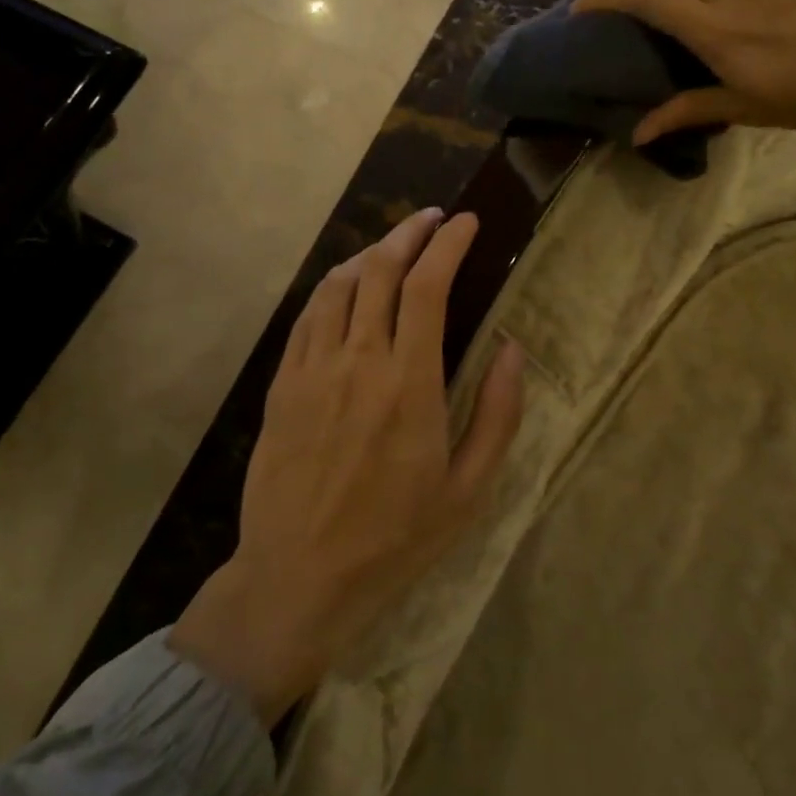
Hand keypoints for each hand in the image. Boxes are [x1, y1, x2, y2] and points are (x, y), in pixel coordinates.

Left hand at [170, 208, 524, 725]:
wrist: (298, 576)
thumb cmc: (394, 539)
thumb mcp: (468, 490)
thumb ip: (497, 414)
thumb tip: (513, 350)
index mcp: (409, 384)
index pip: (428, 287)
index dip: (449, 245)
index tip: (467, 224)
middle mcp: (358, 361)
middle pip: (379, 271)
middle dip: (409, 233)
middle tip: (433, 219)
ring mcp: (313, 369)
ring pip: (338, 285)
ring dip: (370, 253)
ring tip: (394, 245)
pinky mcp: (283, 384)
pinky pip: (307, 316)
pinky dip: (332, 287)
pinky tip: (346, 285)